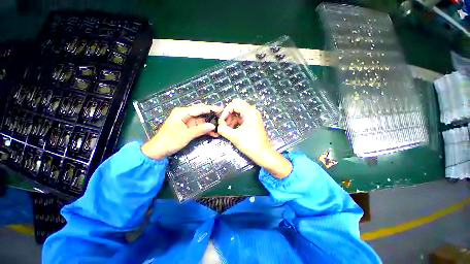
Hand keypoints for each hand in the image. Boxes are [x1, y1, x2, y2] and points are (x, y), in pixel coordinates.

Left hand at [141, 104, 222, 159]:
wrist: (159, 151)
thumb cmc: (169, 141)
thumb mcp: (185, 135)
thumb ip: (200, 129)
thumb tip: (213, 126)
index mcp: (182, 112)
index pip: (199, 108)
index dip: (211, 109)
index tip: (221, 109)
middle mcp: (185, 115)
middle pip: (201, 113)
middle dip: (212, 116)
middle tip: (223, 117)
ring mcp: (188, 121)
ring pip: (202, 120)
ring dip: (210, 124)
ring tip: (220, 127)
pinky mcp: (189, 128)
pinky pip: (200, 127)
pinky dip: (206, 130)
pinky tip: (214, 133)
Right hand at [217, 99, 291, 178]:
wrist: (263, 154)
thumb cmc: (250, 145)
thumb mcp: (235, 137)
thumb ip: (224, 129)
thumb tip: (218, 125)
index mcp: (250, 112)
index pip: (234, 104)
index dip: (225, 111)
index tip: (221, 121)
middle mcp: (252, 112)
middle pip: (237, 106)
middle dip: (228, 113)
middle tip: (224, 122)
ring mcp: (253, 117)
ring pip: (239, 112)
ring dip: (231, 118)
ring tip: (227, 128)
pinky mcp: (252, 122)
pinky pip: (241, 117)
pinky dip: (235, 121)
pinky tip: (231, 129)